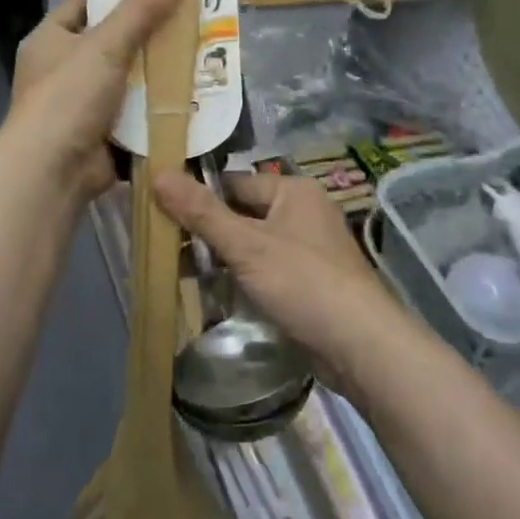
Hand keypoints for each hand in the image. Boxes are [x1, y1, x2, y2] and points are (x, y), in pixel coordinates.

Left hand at [6, 0, 184, 200]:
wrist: (51, 172)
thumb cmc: (69, 97)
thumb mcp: (106, 44)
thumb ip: (141, 8)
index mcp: (50, 39)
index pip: (86, 3)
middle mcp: (61, 69)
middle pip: (111, 41)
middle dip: (148, 35)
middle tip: (190, 18)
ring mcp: (80, 104)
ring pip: (126, 79)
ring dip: (156, 73)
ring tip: (199, 53)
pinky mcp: (99, 135)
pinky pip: (133, 113)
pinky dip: (156, 107)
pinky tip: (190, 96)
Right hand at [153, 170, 408, 388]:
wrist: (361, 345)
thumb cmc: (302, 282)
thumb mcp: (246, 246)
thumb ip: (201, 212)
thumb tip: (157, 172)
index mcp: (292, 190)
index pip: (233, 183)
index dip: (198, 196)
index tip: (159, 211)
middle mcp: (302, 212)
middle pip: (241, 213)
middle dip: (206, 230)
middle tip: (163, 246)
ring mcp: (308, 248)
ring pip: (251, 243)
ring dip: (220, 256)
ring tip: (178, 272)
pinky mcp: (309, 281)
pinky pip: (265, 268)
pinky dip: (241, 276)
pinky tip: (213, 292)